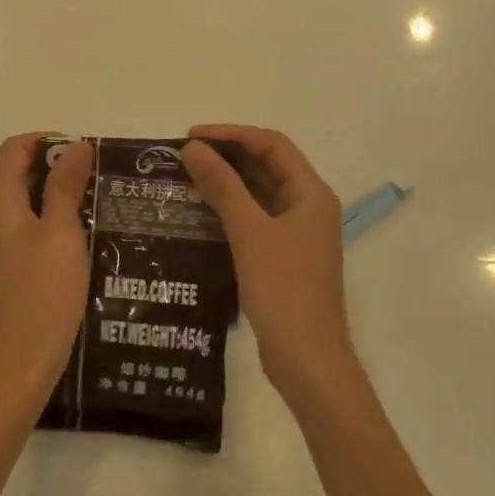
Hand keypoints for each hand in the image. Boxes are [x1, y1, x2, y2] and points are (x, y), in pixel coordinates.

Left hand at [0, 134, 94, 405]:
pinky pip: (29, 224)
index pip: (15, 147)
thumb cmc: (43, 293)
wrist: (20, 363)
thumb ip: (65, 185)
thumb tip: (76, 145)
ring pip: (26, 198)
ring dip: (59, 193)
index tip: (86, 154)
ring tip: (99, 201)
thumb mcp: (62, 232)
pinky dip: (53, 218)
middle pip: (19, 170)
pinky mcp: (8, 262)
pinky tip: (85, 233)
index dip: (49, 141)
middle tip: (99, 177)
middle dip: (58, 166)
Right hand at [181, 126, 354, 406]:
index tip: (192, 137)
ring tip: (185, 177)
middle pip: (267, 165)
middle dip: (227, 155)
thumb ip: (223, 186)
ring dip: (226, 182)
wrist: (307, 361)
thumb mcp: (250, 232)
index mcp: (311, 194)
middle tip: (183, 155)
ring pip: (259, 193)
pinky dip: (229, 208)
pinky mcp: (282, 256)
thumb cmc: (284, 290)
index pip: (272, 145)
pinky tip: (199, 211)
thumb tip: (193, 148)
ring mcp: (296, 234)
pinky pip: (254, 218)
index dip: (232, 134)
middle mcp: (307, 207)